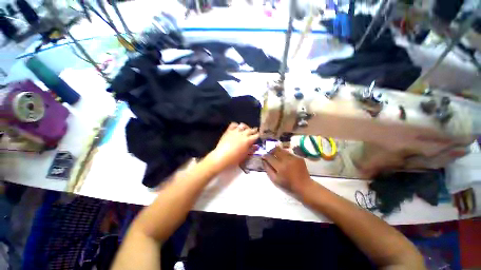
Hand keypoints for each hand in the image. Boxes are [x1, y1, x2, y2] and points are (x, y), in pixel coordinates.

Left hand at [208, 123, 258, 169]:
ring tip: (246, 129)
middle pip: (250, 130)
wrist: (221, 157)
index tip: (258, 135)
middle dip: (254, 130)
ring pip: (243, 125)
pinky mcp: (229, 131)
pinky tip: (237, 128)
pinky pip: (233, 124)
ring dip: (246, 127)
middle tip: (254, 131)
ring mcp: (235, 131)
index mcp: (248, 141)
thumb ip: (251, 149)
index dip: (258, 135)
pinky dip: (237, 125)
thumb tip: (256, 146)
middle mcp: (243, 134)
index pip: (256, 135)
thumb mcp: (245, 155)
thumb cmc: (235, 159)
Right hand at [262, 146, 312, 193]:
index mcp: (280, 167)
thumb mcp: (275, 180)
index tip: (263, 156)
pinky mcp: (298, 157)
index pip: (269, 157)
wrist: (304, 186)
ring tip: (276, 156)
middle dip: (271, 151)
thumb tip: (263, 160)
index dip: (265, 156)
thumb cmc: (288, 185)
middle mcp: (287, 160)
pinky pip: (288, 152)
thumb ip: (267, 169)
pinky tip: (285, 159)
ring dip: (277, 152)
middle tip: (269, 154)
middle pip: (276, 149)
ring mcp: (294, 157)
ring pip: (282, 149)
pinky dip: (284, 154)